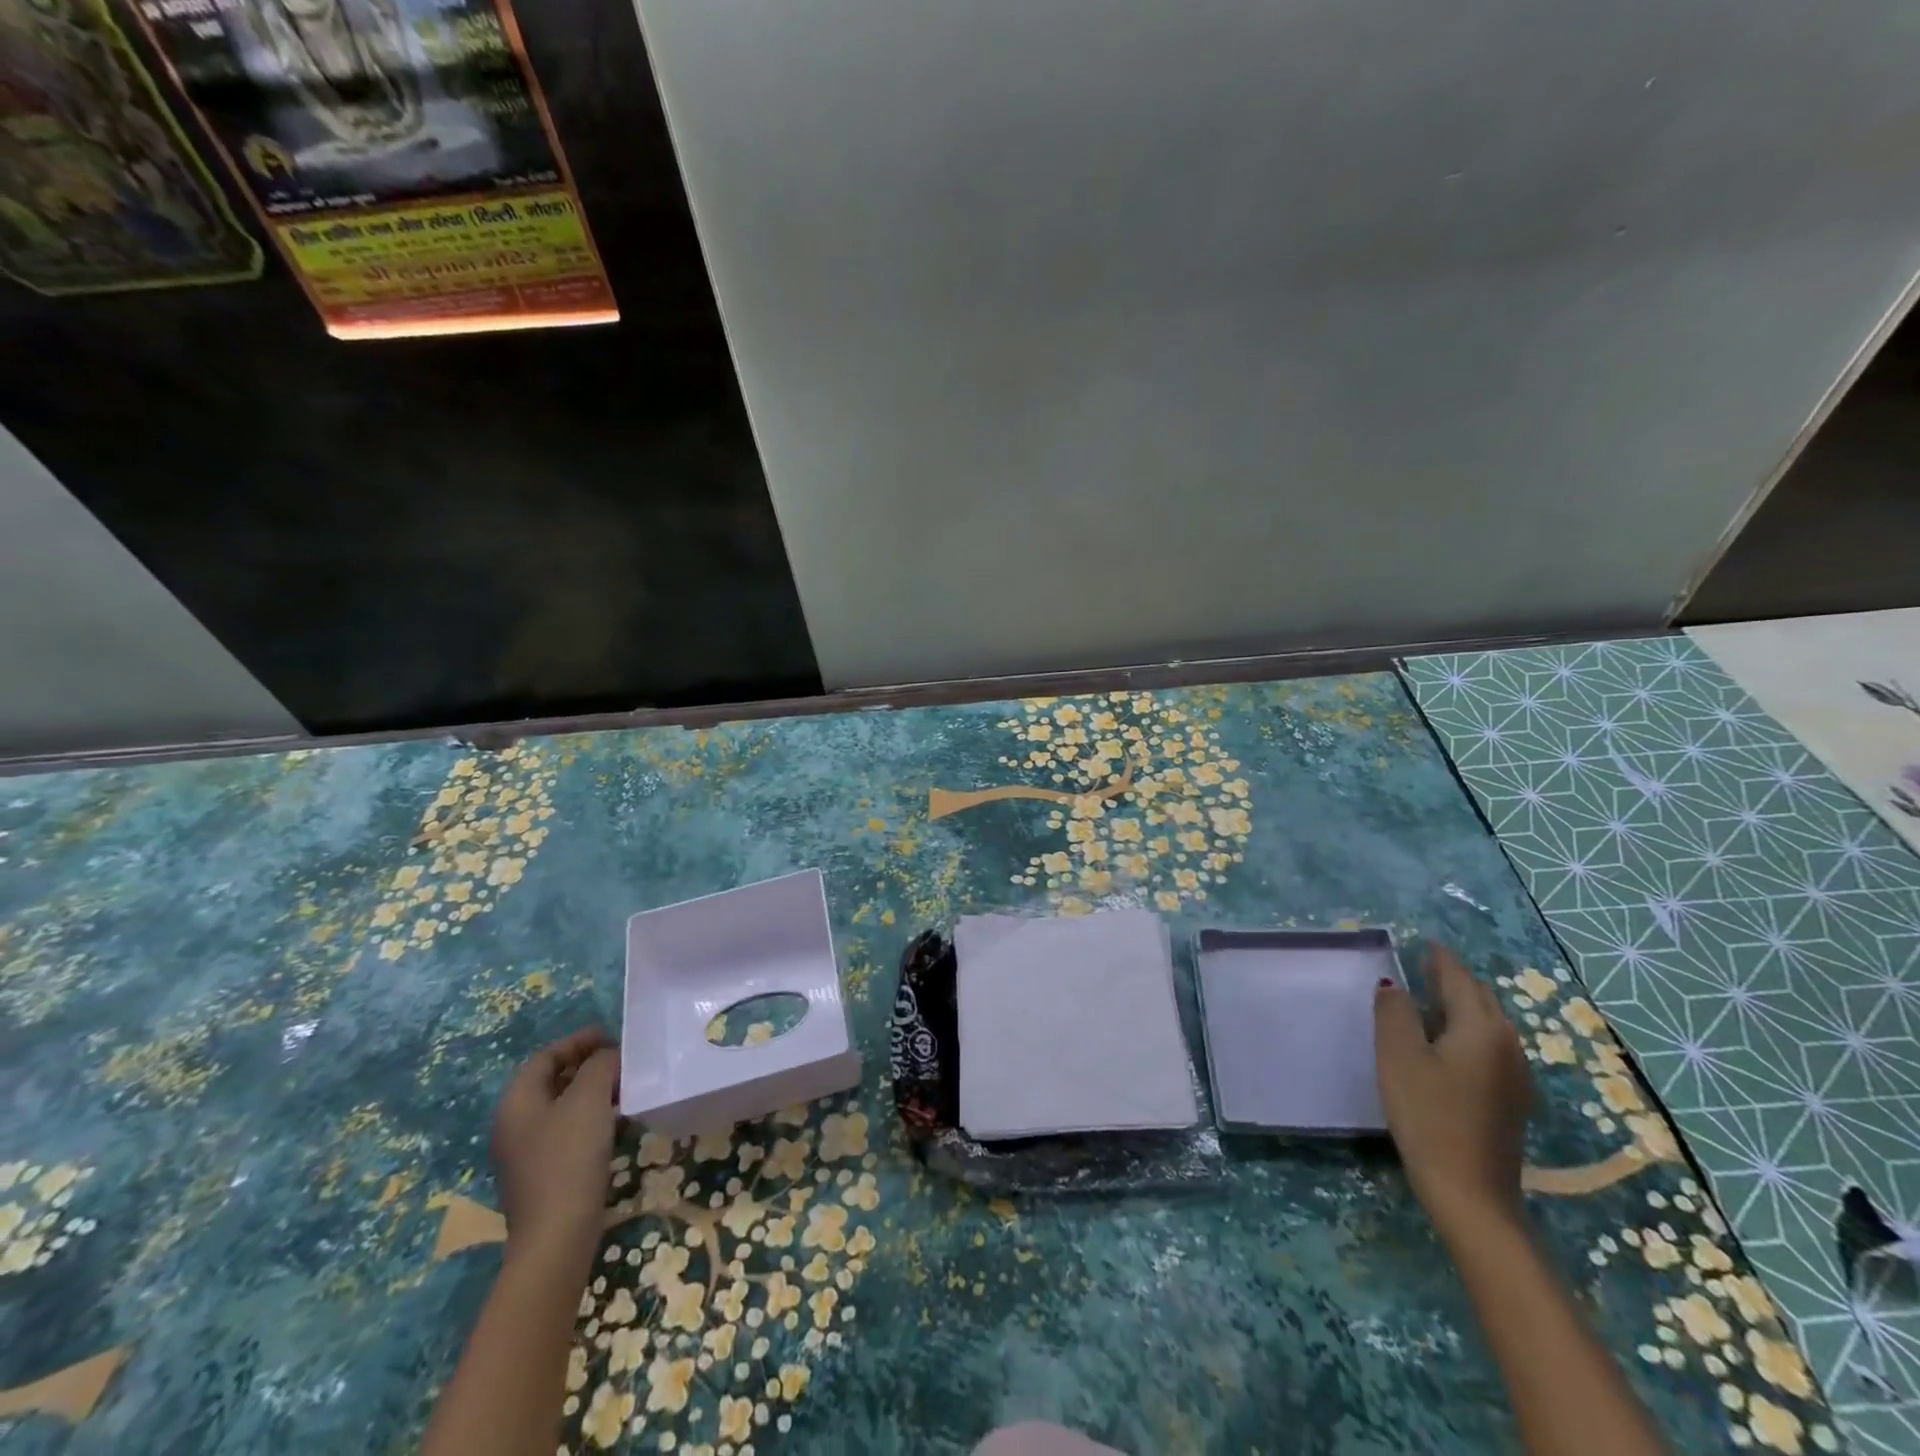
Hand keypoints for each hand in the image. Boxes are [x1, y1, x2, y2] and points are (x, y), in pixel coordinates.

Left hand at [491, 1027, 619, 1269]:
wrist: (557, 1237)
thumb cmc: (569, 1157)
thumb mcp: (589, 1098)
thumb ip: (600, 1066)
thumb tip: (609, 1057)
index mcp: (517, 1102)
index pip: (546, 1056)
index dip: (579, 1041)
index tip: (613, 1037)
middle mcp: (516, 1124)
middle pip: (553, 1080)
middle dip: (589, 1065)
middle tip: (624, 1061)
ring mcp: (528, 1153)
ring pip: (564, 1106)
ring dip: (594, 1092)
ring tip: (628, 1088)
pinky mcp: (545, 1174)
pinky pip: (570, 1131)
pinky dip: (593, 1118)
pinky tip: (618, 1124)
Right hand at [1374, 944, 1532, 1236]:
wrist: (1470, 1191)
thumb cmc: (1428, 1114)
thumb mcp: (1398, 1056)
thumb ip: (1394, 1012)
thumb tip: (1394, 984)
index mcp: (1480, 1027)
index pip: (1458, 978)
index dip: (1439, 958)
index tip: (1423, 942)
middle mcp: (1507, 1044)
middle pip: (1480, 998)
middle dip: (1454, 978)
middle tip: (1422, 966)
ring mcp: (1515, 1074)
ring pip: (1488, 1023)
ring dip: (1461, 1005)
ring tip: (1429, 1000)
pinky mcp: (1511, 1099)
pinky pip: (1490, 1046)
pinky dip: (1468, 1030)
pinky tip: (1446, 1044)